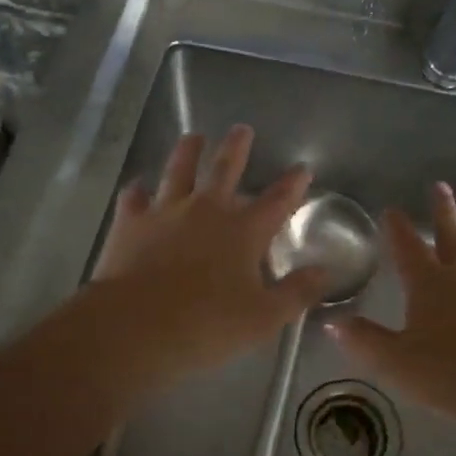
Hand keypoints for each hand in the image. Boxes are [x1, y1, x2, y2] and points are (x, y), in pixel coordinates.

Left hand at [89, 125, 332, 383]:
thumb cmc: (206, 325)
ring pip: (178, 171)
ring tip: (193, 137)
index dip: (292, 184)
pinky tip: (138, 187)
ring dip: (187, 152)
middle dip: (236, 148)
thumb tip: (325, 272)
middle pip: (225, 169)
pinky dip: (138, 191)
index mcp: (243, 231)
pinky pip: (134, 198)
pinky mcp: (130, 223)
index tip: (302, 168)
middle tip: (241, 129)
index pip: (277, 201)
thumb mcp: (264, 318)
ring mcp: (165, 212)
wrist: (134, 327)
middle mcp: (206, 210)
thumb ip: (297, 293)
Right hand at [328, 182, 455, 428]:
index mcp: (431, 284)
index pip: (409, 248)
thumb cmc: (451, 375)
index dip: (398, 228)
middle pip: (454, 235)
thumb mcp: (396, 363)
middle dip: (445, 211)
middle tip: (441, 187)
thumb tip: (332, 322)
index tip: (392, 208)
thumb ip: (365, 340)